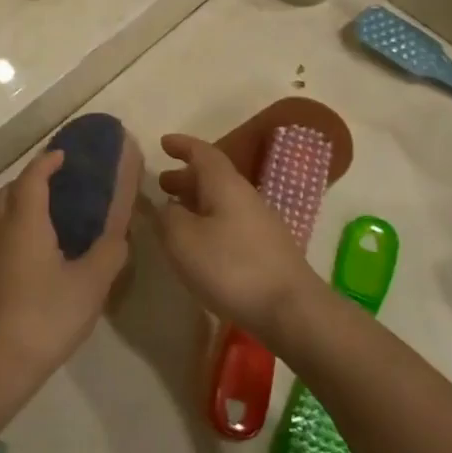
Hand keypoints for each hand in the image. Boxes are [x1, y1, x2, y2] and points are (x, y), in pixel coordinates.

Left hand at [0, 136, 143, 413]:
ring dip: (15, 206)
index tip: (63, 156)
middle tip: (56, 188)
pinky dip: (5, 231)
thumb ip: (109, 253)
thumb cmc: (44, 318)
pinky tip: (21, 256)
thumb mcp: (90, 286)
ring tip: (41, 220)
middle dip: (30, 181)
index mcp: (24, 220)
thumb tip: (120, 234)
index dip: (48, 162)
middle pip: (9, 191)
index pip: (33, 176)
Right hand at [153, 135, 321, 341]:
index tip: (163, 143)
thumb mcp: (183, 240)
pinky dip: (208, 222)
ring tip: (173, 214)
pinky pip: (229, 222)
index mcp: (225, 184)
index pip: (203, 152)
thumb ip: (167, 217)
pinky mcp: (266, 250)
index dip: (182, 145)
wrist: (291, 309)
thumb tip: (165, 206)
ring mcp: (260, 223)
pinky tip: (198, 243)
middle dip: (185, 177)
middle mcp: (245, 196)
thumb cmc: (231, 267)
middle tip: (161, 184)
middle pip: (213, 177)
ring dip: (196, 201)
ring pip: (221, 201)